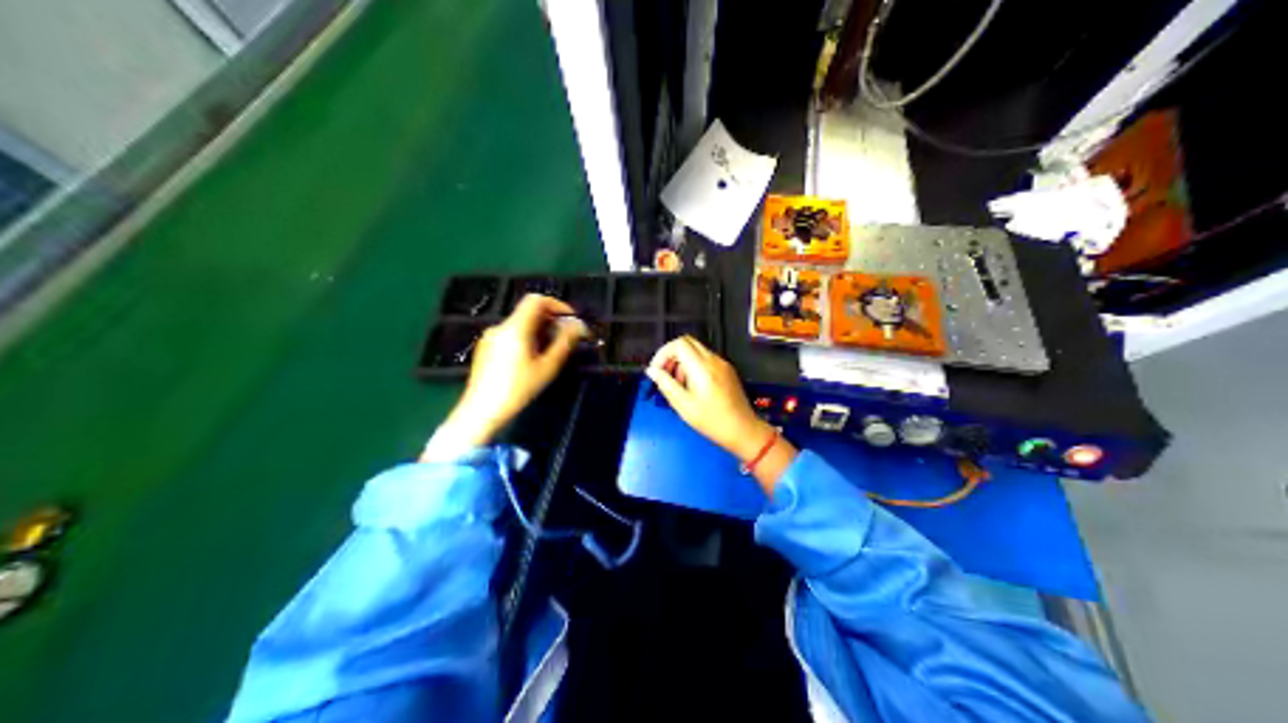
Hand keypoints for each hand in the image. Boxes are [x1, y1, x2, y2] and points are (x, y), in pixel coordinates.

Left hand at [439, 295, 586, 446]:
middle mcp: (500, 327)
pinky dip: (525, 339)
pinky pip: (509, 335)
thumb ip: (564, 343)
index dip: (557, 305)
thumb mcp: (546, 368)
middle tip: (566, 338)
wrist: (481, 411)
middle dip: (550, 321)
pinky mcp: (485, 348)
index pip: (536, 300)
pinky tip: (531, 360)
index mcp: (515, 327)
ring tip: (551, 352)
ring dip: (538, 331)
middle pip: (528, 312)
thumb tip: (578, 326)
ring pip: (519, 325)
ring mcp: (490, 337)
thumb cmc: (517, 390)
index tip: (570, 320)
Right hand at [645, 340, 794, 484]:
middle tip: (665, 375)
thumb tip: (652, 371)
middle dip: (671, 356)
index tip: (656, 370)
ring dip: (682, 362)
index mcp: (702, 367)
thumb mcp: (683, 405)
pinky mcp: (727, 371)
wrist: (743, 430)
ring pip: (696, 351)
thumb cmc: (712, 421)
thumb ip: (666, 384)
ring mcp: (723, 364)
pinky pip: (706, 360)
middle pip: (687, 343)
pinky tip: (692, 387)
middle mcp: (714, 360)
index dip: (663, 353)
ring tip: (678, 385)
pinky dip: (693, 367)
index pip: (679, 344)